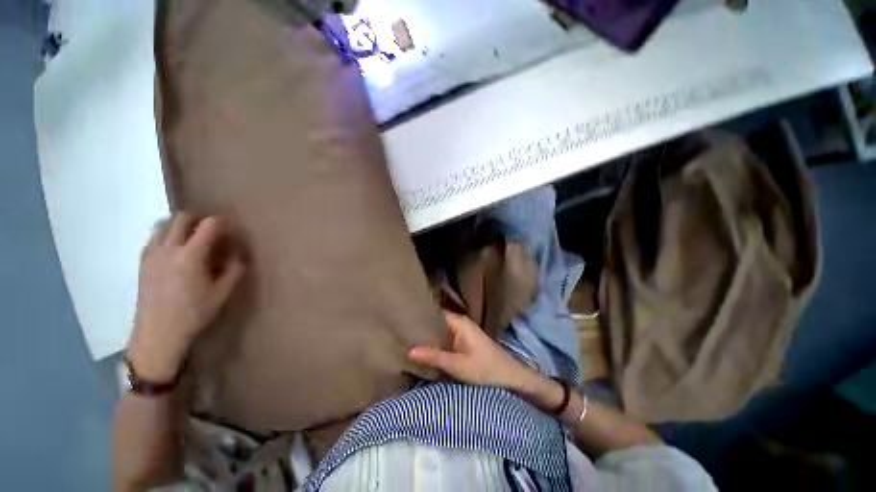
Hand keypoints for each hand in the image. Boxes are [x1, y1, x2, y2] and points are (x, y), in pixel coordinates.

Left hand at [127, 213, 244, 382]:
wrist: (157, 333)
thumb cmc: (193, 314)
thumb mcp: (222, 293)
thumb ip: (234, 270)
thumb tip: (239, 253)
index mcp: (190, 255)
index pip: (209, 225)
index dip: (223, 222)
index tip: (232, 228)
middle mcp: (168, 248)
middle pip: (182, 217)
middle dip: (200, 218)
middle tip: (213, 229)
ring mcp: (152, 253)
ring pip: (164, 224)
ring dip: (181, 224)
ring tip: (194, 236)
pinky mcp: (143, 261)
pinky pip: (154, 236)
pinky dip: (167, 234)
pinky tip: (176, 248)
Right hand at [408, 311, 532, 388]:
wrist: (510, 378)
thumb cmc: (486, 369)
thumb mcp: (458, 365)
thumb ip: (434, 357)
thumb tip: (409, 350)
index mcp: (459, 322)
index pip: (435, 312)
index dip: (420, 315)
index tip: (403, 320)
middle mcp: (460, 324)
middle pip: (437, 322)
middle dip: (422, 328)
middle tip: (401, 332)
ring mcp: (463, 333)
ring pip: (441, 331)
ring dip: (429, 337)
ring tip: (408, 339)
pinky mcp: (464, 343)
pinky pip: (446, 340)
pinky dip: (437, 344)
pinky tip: (425, 350)